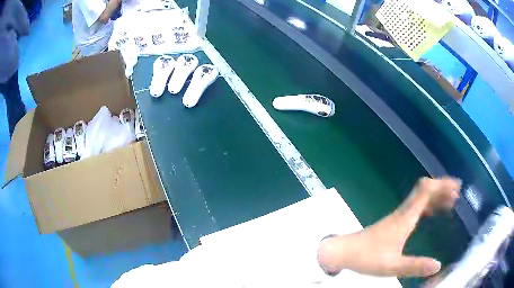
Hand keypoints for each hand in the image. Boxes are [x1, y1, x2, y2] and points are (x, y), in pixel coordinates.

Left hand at [318, 177, 460, 277]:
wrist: (343, 252)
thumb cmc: (366, 258)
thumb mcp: (392, 266)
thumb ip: (415, 266)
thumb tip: (438, 265)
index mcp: (405, 217)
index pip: (425, 191)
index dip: (441, 185)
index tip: (456, 187)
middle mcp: (403, 212)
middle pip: (424, 191)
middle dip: (442, 189)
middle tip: (457, 194)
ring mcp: (398, 216)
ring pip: (420, 198)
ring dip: (436, 196)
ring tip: (450, 202)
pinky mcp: (394, 222)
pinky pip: (415, 207)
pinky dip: (427, 205)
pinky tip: (432, 213)